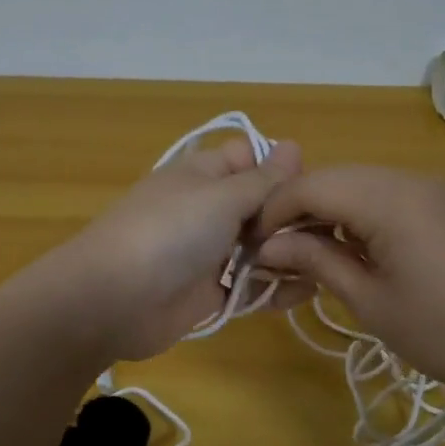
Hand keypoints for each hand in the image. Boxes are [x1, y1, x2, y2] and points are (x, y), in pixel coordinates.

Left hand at [42, 137, 305, 360]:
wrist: (113, 300)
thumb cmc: (169, 233)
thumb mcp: (220, 196)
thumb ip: (262, 179)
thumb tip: (292, 145)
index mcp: (204, 175)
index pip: (248, 158)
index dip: (279, 168)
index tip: (310, 187)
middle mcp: (208, 210)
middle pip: (260, 205)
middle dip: (293, 216)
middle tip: (330, 232)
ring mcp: (209, 253)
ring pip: (260, 247)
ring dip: (291, 253)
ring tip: (330, 261)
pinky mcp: (211, 293)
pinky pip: (251, 286)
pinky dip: (278, 288)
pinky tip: (311, 289)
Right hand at [255, 166, 444, 409]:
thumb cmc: (443, 331)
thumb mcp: (370, 300)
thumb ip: (316, 261)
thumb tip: (268, 247)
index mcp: (388, 199)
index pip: (311, 186)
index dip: (274, 211)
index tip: (253, 245)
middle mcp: (410, 179)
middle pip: (335, 178)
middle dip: (299, 209)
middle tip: (278, 251)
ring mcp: (436, 189)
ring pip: (363, 184)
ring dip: (330, 211)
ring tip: (313, 253)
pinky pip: (392, 195)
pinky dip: (362, 214)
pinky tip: (358, 249)